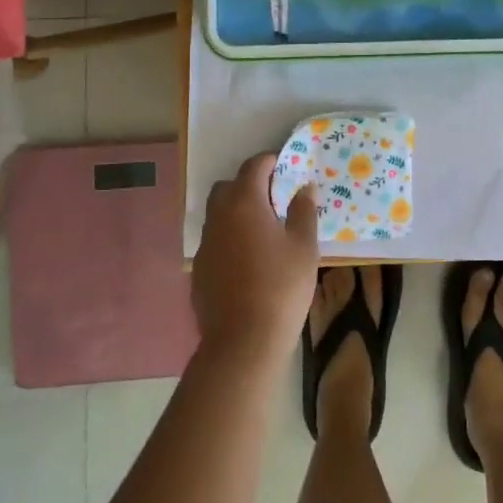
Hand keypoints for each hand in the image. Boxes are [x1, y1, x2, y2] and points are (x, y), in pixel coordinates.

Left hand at [193, 151, 318, 367]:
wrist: (243, 341)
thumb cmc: (281, 288)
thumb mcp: (304, 247)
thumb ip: (304, 211)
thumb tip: (304, 188)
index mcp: (244, 204)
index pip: (253, 166)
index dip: (270, 161)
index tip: (287, 168)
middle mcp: (218, 217)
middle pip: (229, 187)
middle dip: (249, 185)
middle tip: (275, 200)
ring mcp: (205, 244)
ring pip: (218, 214)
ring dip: (237, 212)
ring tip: (263, 231)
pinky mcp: (199, 269)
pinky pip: (215, 241)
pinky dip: (229, 239)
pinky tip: (248, 261)